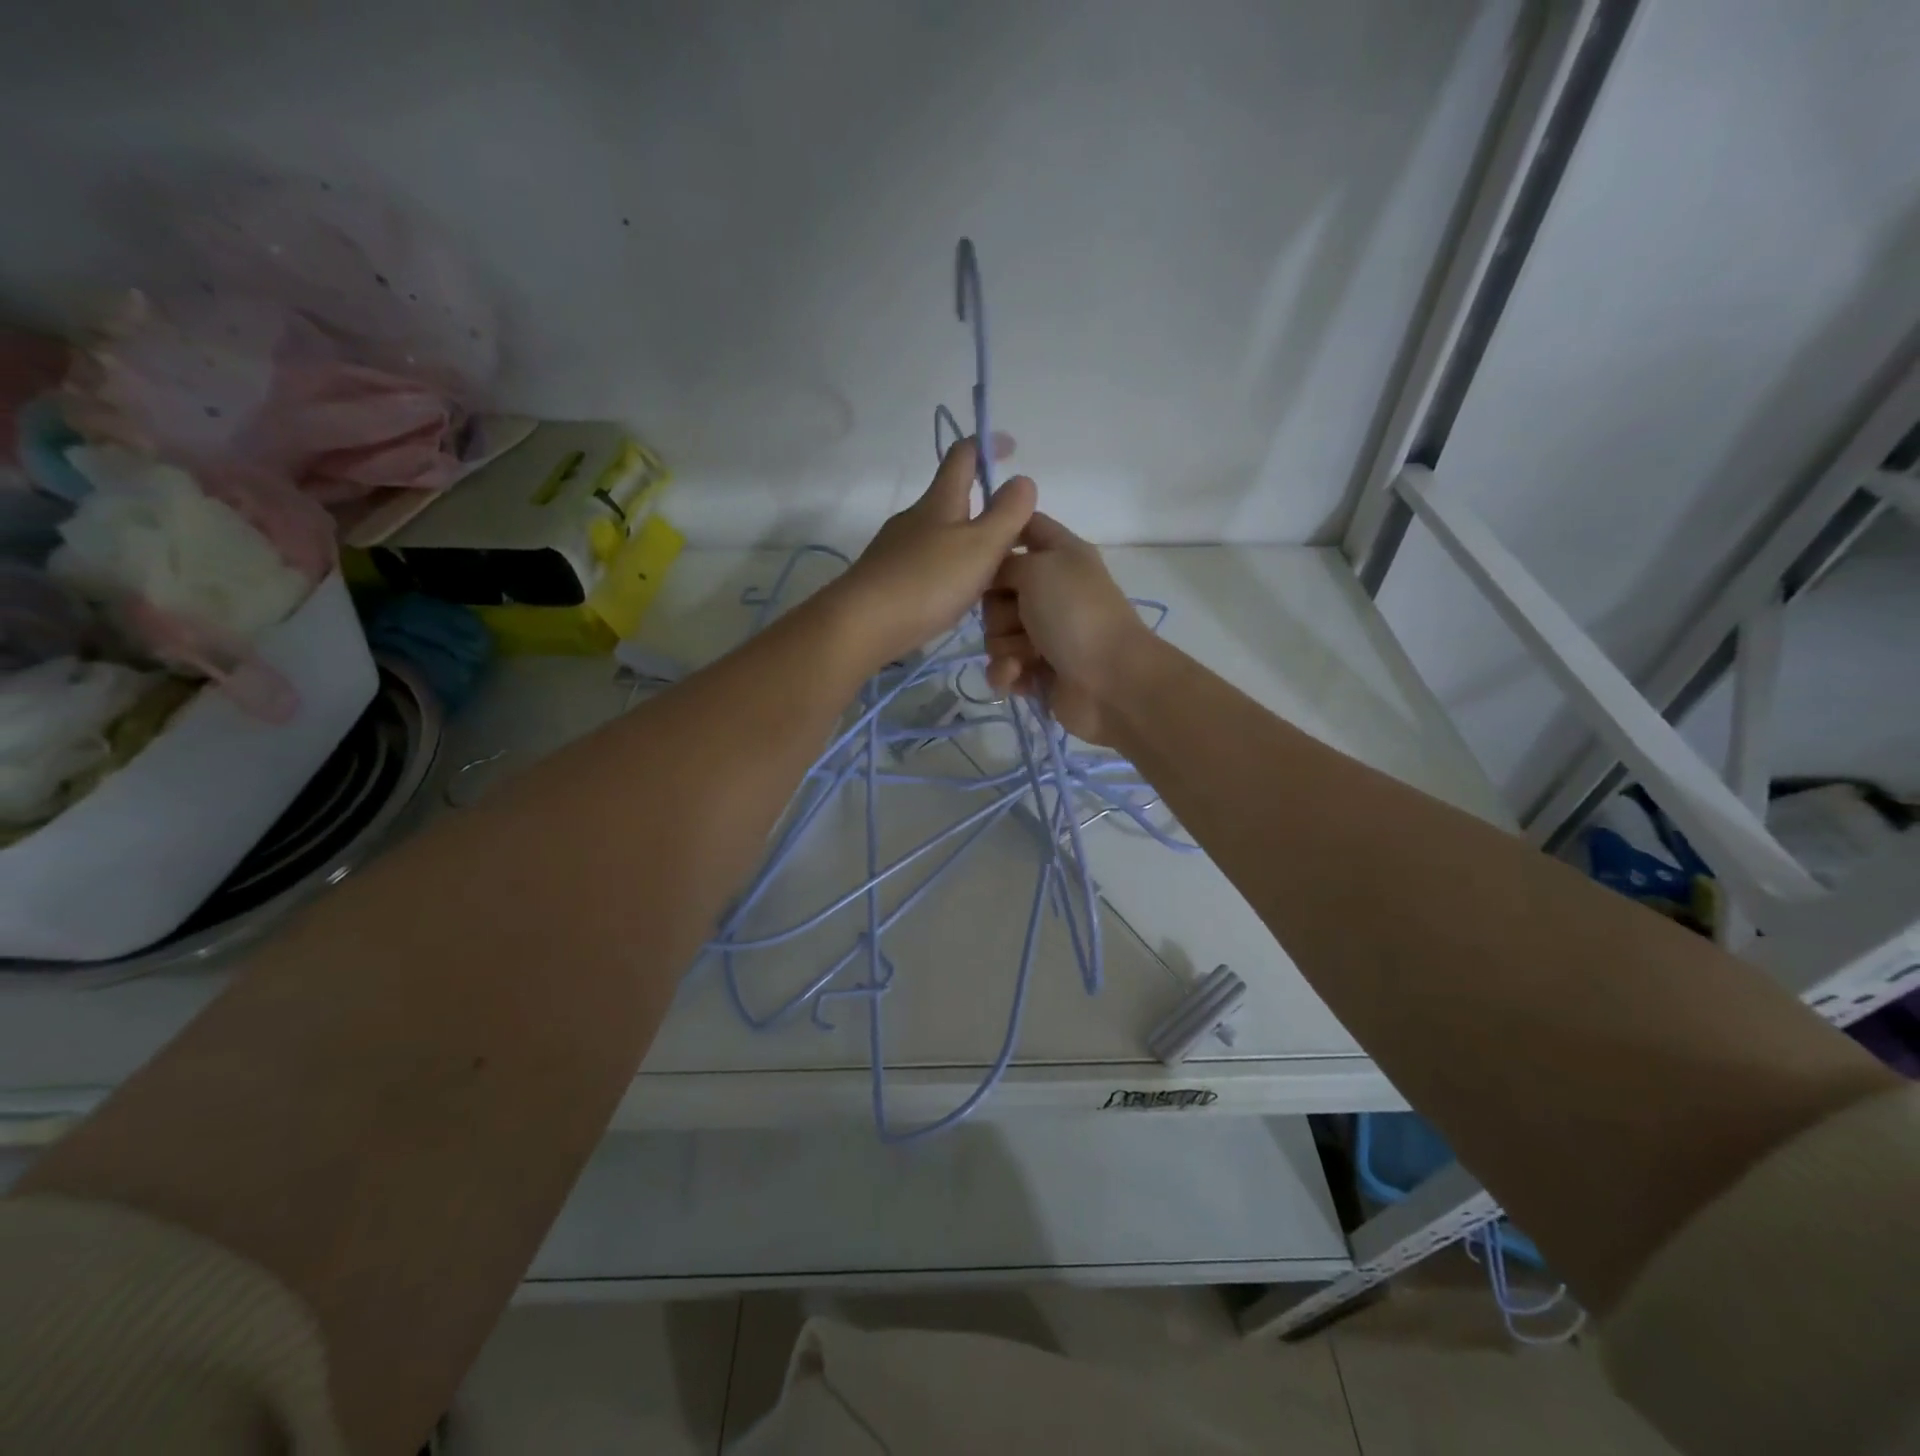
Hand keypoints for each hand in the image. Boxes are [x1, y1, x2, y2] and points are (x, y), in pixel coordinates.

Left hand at [833, 439, 1035, 665]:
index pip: (963, 456)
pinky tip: (955, 595)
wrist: (862, 624)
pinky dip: (947, 569)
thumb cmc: (927, 581)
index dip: (987, 444)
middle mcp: (914, 517)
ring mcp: (896, 548)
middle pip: (950, 498)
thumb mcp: (980, 546)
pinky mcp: (886, 578)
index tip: (1010, 447)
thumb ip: (1007, 514)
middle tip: (1012, 530)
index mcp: (940, 501)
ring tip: (990, 570)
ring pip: (939, 534)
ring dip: (965, 542)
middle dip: (981, 504)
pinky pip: (926, 563)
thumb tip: (1022, 479)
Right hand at [983, 512, 1149, 743]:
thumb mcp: (1038, 569)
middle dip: (997, 610)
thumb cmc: (1076, 614)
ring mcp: (1044, 634)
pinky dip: (1008, 672)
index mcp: (1060, 556)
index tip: (979, 551)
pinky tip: (1020, 676)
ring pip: (995, 633)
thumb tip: (994, 578)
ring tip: (1029, 655)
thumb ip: (1005, 563)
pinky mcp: (1037, 670)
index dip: (1000, 535)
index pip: (1026, 527)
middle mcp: (1051, 591)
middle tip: (1020, 618)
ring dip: (1006, 646)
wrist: (1110, 681)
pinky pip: (1002, 666)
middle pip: (997, 591)